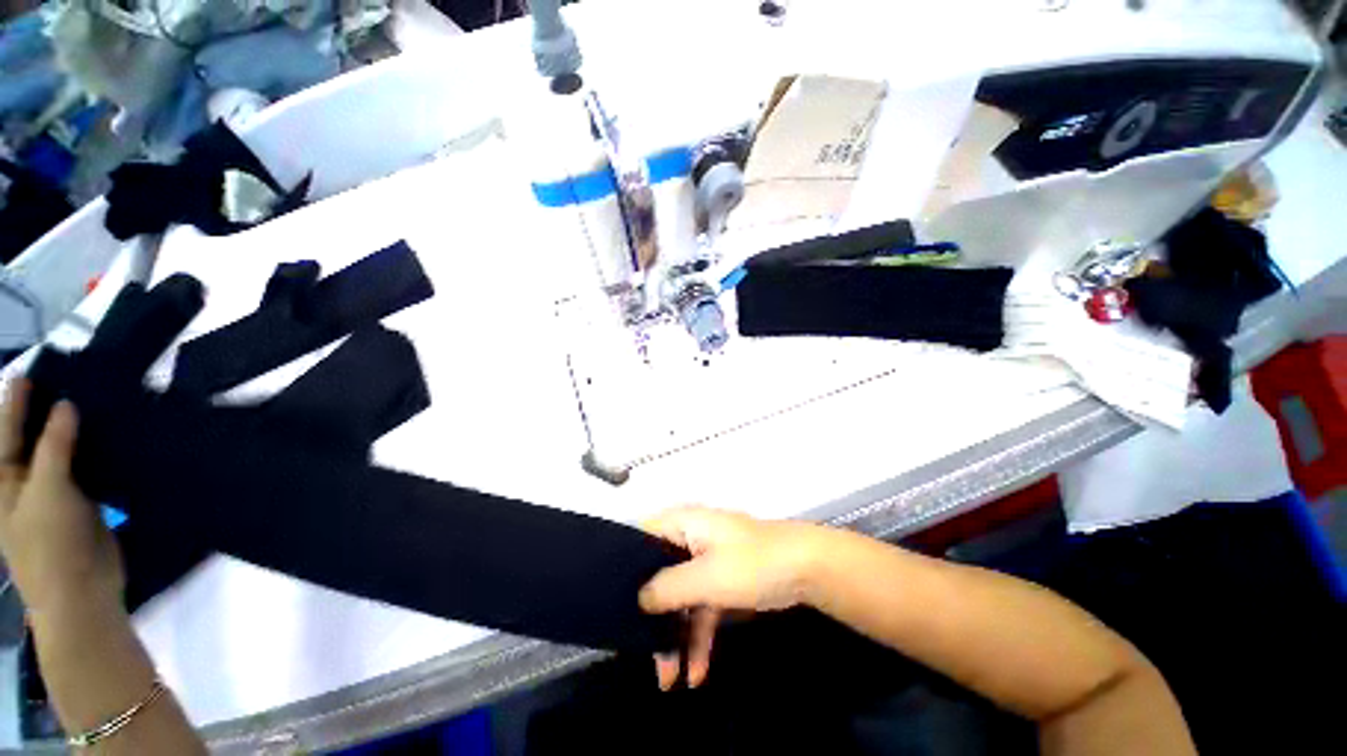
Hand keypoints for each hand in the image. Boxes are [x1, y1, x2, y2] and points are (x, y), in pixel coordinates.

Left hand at [0, 380, 122, 617]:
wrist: (82, 591)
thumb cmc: (49, 543)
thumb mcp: (47, 491)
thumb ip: (54, 447)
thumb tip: (66, 405)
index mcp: (4, 482)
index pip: (5, 432)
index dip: (14, 403)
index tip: (28, 372)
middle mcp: (24, 483)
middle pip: (32, 440)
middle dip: (44, 414)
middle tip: (61, 382)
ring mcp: (54, 495)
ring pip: (62, 454)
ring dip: (72, 431)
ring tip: (87, 402)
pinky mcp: (82, 503)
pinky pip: (85, 469)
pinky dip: (93, 451)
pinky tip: (107, 437)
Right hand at [638, 506, 821, 689]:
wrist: (805, 569)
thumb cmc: (752, 564)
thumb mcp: (705, 577)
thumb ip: (667, 588)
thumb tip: (639, 600)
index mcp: (682, 524)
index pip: (641, 537)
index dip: (625, 565)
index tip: (611, 600)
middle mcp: (690, 538)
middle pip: (658, 575)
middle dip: (652, 616)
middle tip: (643, 654)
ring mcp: (707, 561)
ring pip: (680, 597)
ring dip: (675, 636)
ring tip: (668, 679)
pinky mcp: (722, 580)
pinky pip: (701, 607)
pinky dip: (698, 636)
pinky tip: (697, 672)